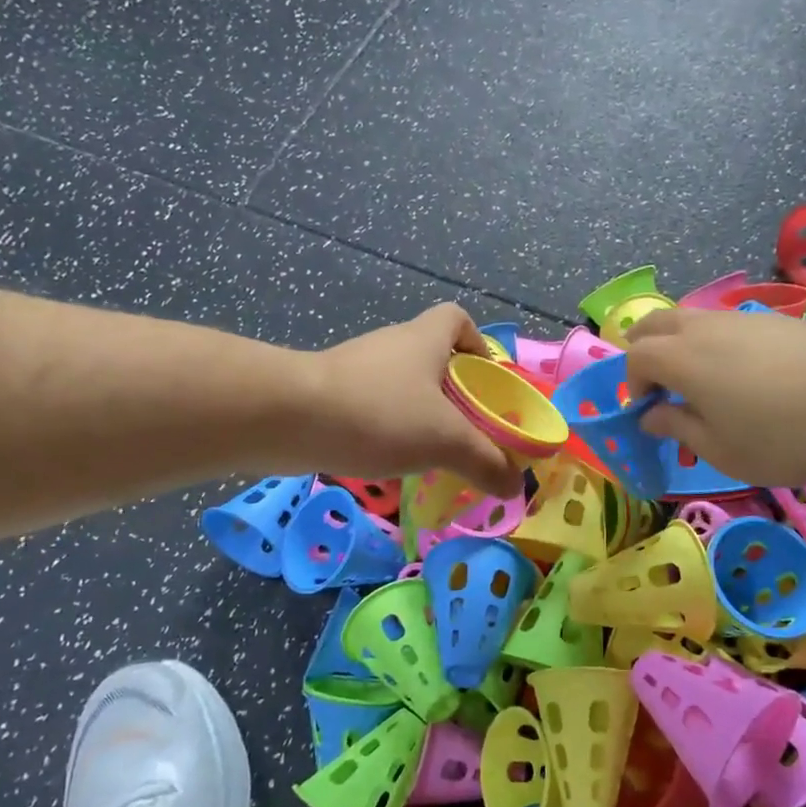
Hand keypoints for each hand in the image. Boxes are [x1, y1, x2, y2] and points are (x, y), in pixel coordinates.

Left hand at [295, 304, 520, 497]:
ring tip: (434, 454)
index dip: (477, 343)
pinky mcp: (330, 395)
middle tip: (469, 431)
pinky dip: (386, 430)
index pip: (457, 319)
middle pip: (432, 358)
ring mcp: (357, 369)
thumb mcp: (446, 441)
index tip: (487, 381)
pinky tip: (391, 462)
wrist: (290, 419)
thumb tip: (515, 487)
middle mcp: (392, 346)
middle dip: (454, 393)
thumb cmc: (381, 414)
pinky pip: (372, 408)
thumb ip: (485, 462)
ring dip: (419, 415)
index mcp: (424, 340)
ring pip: (401, 387)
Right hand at [624, 307, 805, 485]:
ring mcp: (742, 318)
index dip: (632, 383)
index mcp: (682, 359)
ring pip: (692, 318)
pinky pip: (726, 324)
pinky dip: (715, 343)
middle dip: (645, 350)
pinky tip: (744, 375)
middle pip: (655, 323)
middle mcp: (704, 328)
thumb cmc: (784, 435)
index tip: (649, 412)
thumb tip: (651, 415)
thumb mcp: (722, 450)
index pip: (636, 356)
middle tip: (658, 385)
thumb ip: (679, 428)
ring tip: (702, 383)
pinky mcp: (776, 319)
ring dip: (680, 344)